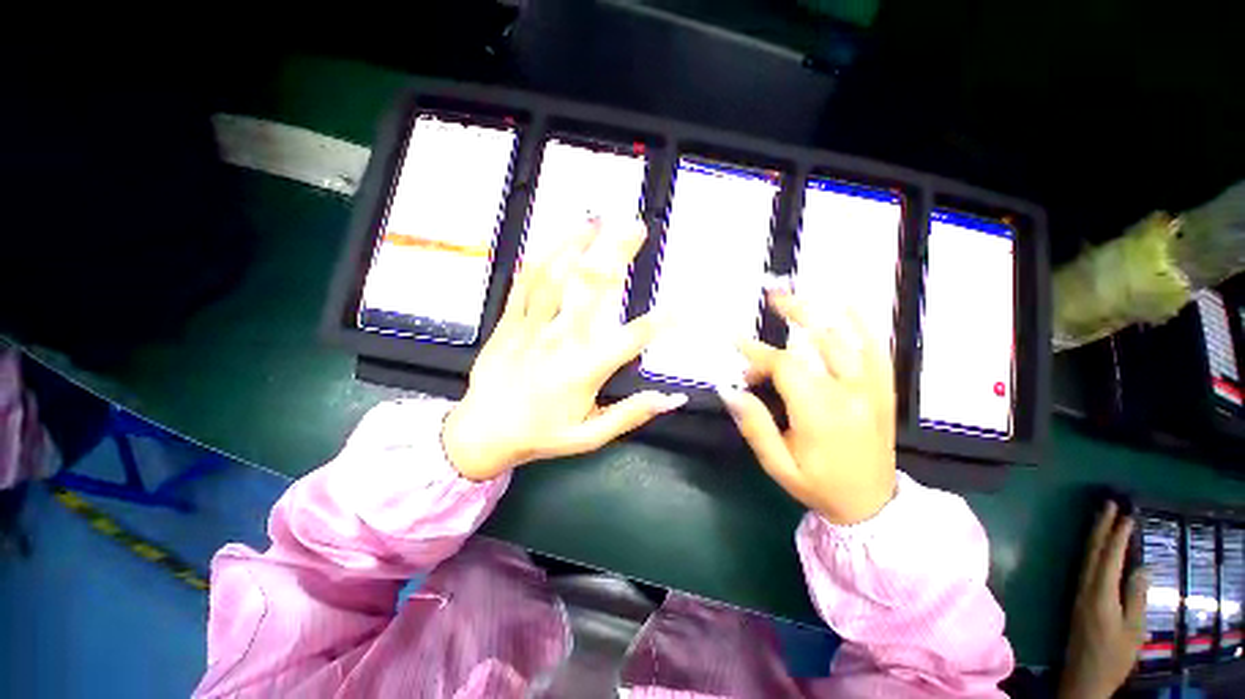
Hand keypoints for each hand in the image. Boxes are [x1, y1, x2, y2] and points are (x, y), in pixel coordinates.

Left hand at [442, 219, 687, 480]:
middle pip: (593, 290)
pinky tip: (558, 240)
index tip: (685, 305)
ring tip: (598, 219)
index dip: (662, 322)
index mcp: (585, 370)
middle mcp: (561, 341)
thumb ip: (631, 414)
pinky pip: (525, 282)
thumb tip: (673, 398)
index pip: (632, 339)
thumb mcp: (590, 437)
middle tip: (634, 227)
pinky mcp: (509, 320)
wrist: (482, 433)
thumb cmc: (541, 435)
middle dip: (616, 254)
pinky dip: (543, 257)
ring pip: (558, 277)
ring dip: (579, 244)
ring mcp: (532, 326)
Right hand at [719, 291, 895, 524]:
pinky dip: (863, 324)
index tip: (735, 341)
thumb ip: (754, 424)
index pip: (785, 367)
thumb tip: (729, 389)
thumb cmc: (818, 485)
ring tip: (799, 294)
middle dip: (793, 314)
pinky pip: (878, 348)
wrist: (872, 505)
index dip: (757, 352)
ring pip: (848, 338)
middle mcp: (850, 393)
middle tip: (772, 296)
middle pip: (820, 341)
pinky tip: (847, 304)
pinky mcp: (883, 389)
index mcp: (821, 413)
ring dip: (821, 312)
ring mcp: (872, 388)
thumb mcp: (777, 464)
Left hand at [1059, 502, 1147, 698]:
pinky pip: (1084, 568)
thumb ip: (1135, 597)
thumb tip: (1139, 567)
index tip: (1124, 513)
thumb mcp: (1133, 631)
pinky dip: (1091, 552)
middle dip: (1100, 526)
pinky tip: (1096, 547)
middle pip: (1092, 551)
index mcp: (1099, 594)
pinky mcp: (1076, 600)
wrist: (1083, 679)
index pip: (1108, 557)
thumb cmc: (1113, 658)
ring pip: (1085, 557)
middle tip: (1108, 503)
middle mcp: (1084, 588)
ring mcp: (1077, 593)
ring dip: (1094, 536)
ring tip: (1102, 517)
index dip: (1116, 534)